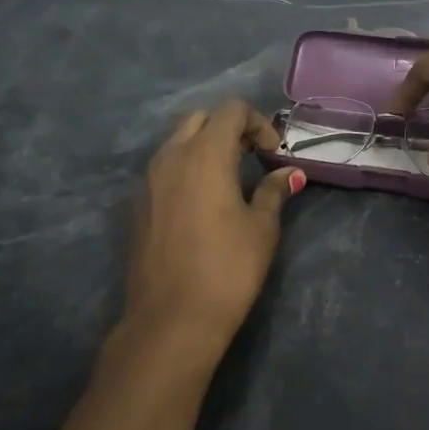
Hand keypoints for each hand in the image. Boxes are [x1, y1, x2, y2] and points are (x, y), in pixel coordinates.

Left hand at [120, 101, 303, 370]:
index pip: (231, 110)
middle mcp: (171, 156)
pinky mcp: (138, 204)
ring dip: (206, 146)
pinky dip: (187, 167)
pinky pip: (164, 167)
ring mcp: (148, 180)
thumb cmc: (227, 268)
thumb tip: (291, 173)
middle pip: (200, 118)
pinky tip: (204, 202)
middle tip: (252, 157)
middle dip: (229, 128)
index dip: (258, 122)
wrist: (170, 319)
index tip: (273, 153)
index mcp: (205, 154)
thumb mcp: (262, 228)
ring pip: (177, 141)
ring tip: (231, 179)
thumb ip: (274, 191)